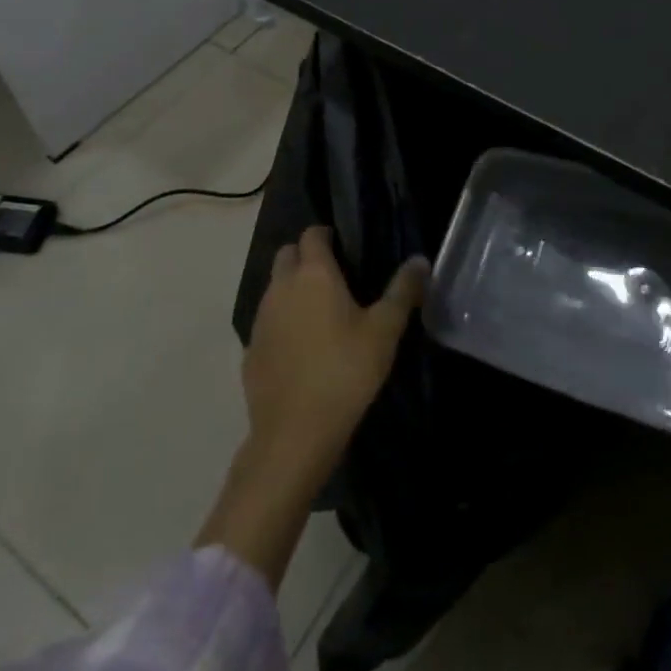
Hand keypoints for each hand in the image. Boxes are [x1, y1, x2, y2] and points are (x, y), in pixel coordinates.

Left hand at [243, 227, 428, 485]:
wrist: (294, 436)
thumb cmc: (345, 372)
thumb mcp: (385, 331)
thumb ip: (403, 291)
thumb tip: (420, 260)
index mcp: (314, 274)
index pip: (312, 234)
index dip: (327, 235)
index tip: (347, 249)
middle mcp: (281, 288)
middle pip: (287, 255)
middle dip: (306, 257)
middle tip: (335, 278)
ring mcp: (261, 320)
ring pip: (274, 288)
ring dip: (292, 290)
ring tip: (321, 314)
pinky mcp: (250, 351)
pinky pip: (267, 323)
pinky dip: (282, 324)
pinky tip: (302, 349)